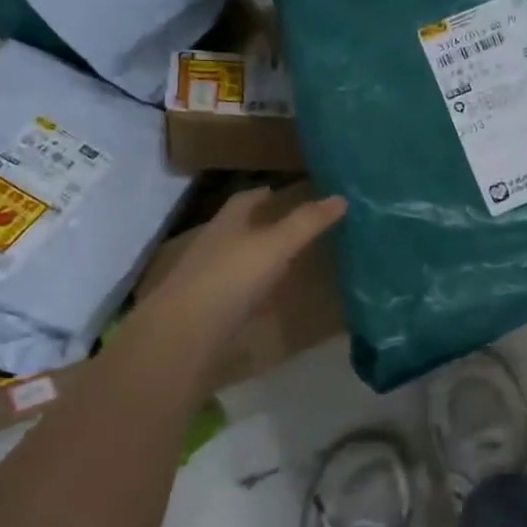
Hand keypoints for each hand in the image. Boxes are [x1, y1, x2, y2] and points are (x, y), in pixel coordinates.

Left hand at [128, 186, 346, 356]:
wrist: (185, 333)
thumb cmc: (231, 277)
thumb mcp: (275, 245)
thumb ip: (307, 223)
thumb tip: (340, 198)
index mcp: (227, 224)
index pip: (244, 200)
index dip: (262, 195)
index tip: (279, 192)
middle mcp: (214, 247)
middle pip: (239, 230)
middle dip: (262, 226)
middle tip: (293, 226)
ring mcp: (209, 281)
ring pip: (238, 263)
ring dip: (259, 261)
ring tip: (288, 263)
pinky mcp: (210, 312)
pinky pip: (238, 296)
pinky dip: (255, 294)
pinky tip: (271, 303)